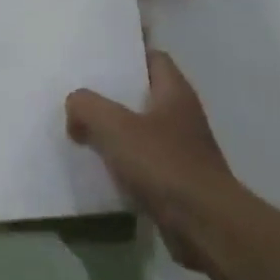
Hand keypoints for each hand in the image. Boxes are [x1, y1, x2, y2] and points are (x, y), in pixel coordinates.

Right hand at [66, 52, 239, 267]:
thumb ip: (88, 107)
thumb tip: (74, 105)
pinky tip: (99, 168)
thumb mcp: (116, 127)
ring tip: (81, 129)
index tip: (99, 57)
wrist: (204, 225)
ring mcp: (182, 150)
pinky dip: (124, 162)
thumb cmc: (164, 165)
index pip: (154, 58)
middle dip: (114, 94)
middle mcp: (182, 116)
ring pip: (142, 129)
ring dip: (117, 131)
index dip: (128, 54)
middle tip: (80, 93)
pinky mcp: (177, 181)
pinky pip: (144, 162)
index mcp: (175, 92)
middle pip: (145, 94)